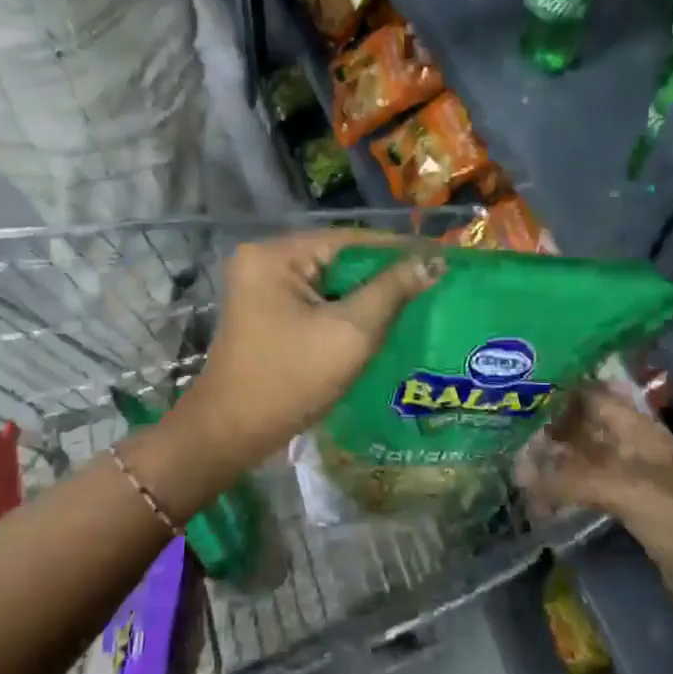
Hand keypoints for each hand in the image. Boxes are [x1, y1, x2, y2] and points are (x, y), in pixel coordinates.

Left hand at [173, 230, 441, 467]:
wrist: (231, 435)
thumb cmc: (290, 380)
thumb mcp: (350, 332)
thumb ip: (391, 291)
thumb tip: (432, 261)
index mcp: (275, 255)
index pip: (350, 239)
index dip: (398, 248)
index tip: (441, 258)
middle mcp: (263, 261)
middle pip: (338, 258)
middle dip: (383, 274)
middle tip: (433, 282)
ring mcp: (261, 288)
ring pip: (329, 282)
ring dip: (367, 294)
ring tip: (416, 301)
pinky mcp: (266, 313)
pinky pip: (316, 301)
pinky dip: (345, 310)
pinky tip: (380, 322)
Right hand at [520, 384, 672, 600]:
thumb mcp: (623, 489)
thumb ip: (570, 480)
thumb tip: (519, 474)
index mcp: (637, 430)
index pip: (593, 396)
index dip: (561, 392)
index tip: (522, 394)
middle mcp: (633, 446)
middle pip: (587, 428)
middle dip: (552, 429)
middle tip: (510, 432)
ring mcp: (633, 478)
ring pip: (587, 459)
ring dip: (557, 461)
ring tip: (518, 464)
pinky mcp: (632, 507)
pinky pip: (591, 489)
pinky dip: (568, 489)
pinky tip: (544, 495)